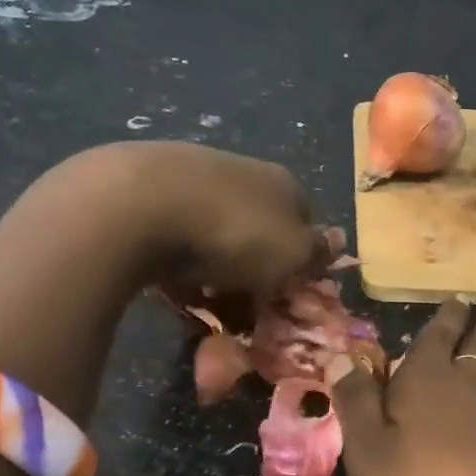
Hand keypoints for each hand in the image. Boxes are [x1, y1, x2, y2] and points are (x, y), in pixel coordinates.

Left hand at [127, 142, 328, 296]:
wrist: (138, 205)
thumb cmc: (233, 235)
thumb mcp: (293, 255)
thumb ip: (317, 252)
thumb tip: (337, 242)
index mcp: (284, 183)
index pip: (305, 222)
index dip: (299, 260)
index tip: (286, 292)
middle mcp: (243, 171)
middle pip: (260, 227)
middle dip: (255, 267)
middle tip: (244, 305)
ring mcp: (193, 175)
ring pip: (217, 231)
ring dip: (215, 266)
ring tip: (202, 299)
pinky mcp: (147, 186)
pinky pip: (174, 232)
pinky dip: (177, 258)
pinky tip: (168, 279)